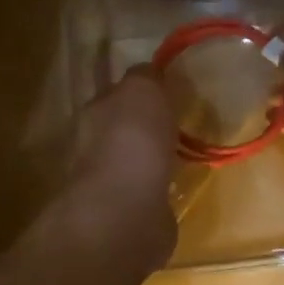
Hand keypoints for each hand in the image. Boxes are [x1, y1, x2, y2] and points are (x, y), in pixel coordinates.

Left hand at [70, 65, 177, 261]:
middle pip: (124, 125)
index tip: (164, 83)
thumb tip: (151, 73)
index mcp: (96, 111)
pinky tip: (185, 181)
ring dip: (156, 154)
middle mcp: (97, 144)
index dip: (137, 86)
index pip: (115, 90)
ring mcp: (113, 181)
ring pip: (137, 157)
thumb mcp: (141, 90)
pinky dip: (165, 184)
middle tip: (180, 114)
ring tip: (188, 148)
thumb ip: (145, 76)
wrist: (126, 211)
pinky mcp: (133, 211)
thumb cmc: (131, 140)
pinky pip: (152, 188)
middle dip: (145, 121)